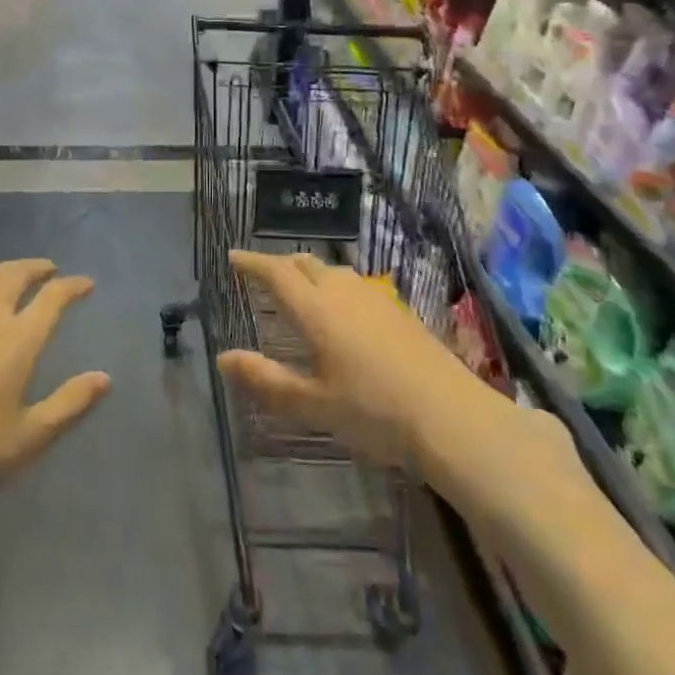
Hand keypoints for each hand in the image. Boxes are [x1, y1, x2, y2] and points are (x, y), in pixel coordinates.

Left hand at [0, 259, 111, 528]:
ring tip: (12, 273)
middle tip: (49, 269)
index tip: (86, 284)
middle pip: (14, 276)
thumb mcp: (29, 436)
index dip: (72, 286)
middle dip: (35, 268)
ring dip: (1, 269)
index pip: (53, 297)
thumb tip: (105, 378)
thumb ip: (70, 403)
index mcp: (19, 340)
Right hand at [219, 251, 465, 467]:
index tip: (233, 257)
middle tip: (264, 273)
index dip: (252, 262)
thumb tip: (223, 358)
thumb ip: (266, 380)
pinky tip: (344, 311)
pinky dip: (336, 286)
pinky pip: (356, 285)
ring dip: (310, 273)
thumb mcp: (312, 404)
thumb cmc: (373, 411)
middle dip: (280, 264)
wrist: (452, 417)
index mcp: (316, 309)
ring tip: (301, 289)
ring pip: (334, 272)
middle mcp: (343, 292)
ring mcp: (376, 299)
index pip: (276, 273)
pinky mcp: (400, 311)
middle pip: (306, 263)